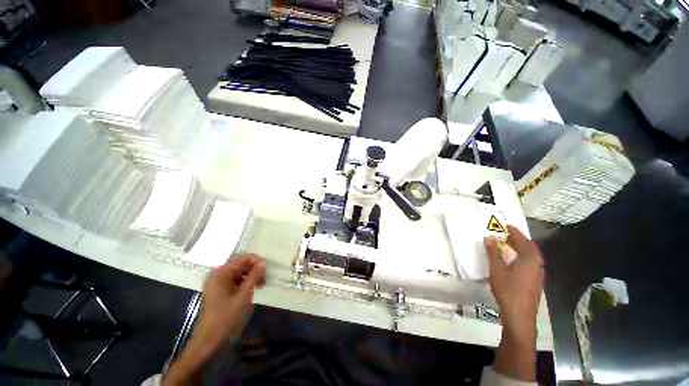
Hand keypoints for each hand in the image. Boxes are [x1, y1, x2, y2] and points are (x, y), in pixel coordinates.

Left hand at [163, 254, 265, 385]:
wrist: (210, 342)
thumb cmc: (227, 317)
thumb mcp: (244, 295)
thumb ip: (254, 276)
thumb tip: (263, 263)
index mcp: (220, 274)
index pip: (240, 258)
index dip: (255, 259)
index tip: (266, 267)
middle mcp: (216, 276)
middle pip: (238, 264)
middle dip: (253, 268)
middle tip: (265, 276)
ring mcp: (216, 284)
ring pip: (237, 272)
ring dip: (250, 275)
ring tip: (261, 284)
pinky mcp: (218, 292)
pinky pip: (234, 281)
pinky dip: (244, 282)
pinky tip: (252, 289)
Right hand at [484, 226, 543, 382]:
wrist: (519, 315)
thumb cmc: (508, 289)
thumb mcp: (497, 269)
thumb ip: (493, 252)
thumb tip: (489, 238)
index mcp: (529, 260)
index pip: (524, 242)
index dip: (516, 233)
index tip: (507, 226)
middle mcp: (537, 266)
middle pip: (530, 249)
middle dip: (519, 240)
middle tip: (506, 235)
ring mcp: (537, 276)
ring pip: (531, 257)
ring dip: (520, 249)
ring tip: (508, 246)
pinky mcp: (535, 283)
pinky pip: (530, 264)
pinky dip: (521, 258)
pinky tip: (513, 262)